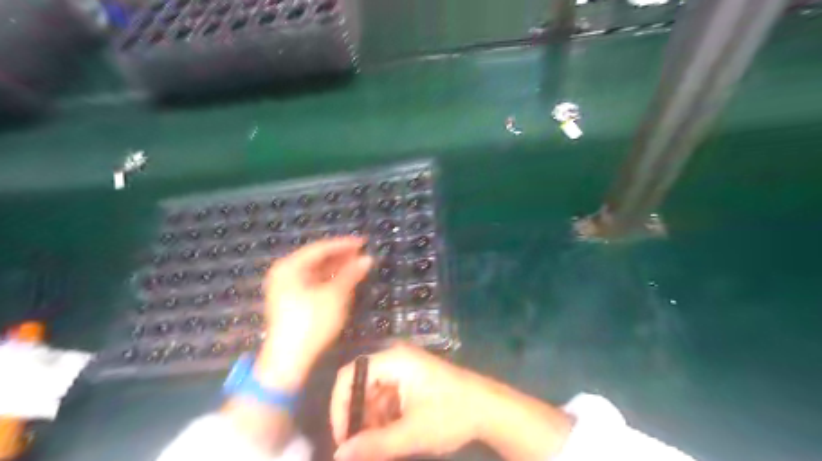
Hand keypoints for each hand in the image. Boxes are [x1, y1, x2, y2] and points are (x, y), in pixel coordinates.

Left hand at [255, 237, 372, 389]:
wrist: (290, 361)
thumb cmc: (312, 322)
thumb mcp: (335, 295)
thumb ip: (351, 274)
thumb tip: (368, 259)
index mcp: (290, 266)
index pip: (320, 248)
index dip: (344, 244)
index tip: (364, 242)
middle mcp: (285, 273)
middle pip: (317, 259)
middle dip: (341, 257)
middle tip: (363, 254)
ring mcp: (286, 288)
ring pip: (316, 272)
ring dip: (337, 269)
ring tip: (358, 266)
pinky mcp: (291, 301)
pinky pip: (313, 283)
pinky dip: (329, 281)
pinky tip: (345, 281)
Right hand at [330, 343, 482, 460]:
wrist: (489, 409)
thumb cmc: (452, 415)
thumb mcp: (412, 433)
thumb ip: (374, 444)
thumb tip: (339, 456)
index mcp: (394, 361)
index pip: (350, 375)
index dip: (340, 406)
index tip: (343, 439)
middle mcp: (396, 359)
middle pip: (361, 385)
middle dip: (357, 418)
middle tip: (359, 449)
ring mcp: (405, 369)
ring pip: (373, 395)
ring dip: (371, 422)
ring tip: (378, 448)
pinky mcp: (412, 381)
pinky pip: (387, 398)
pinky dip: (384, 419)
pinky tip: (391, 438)